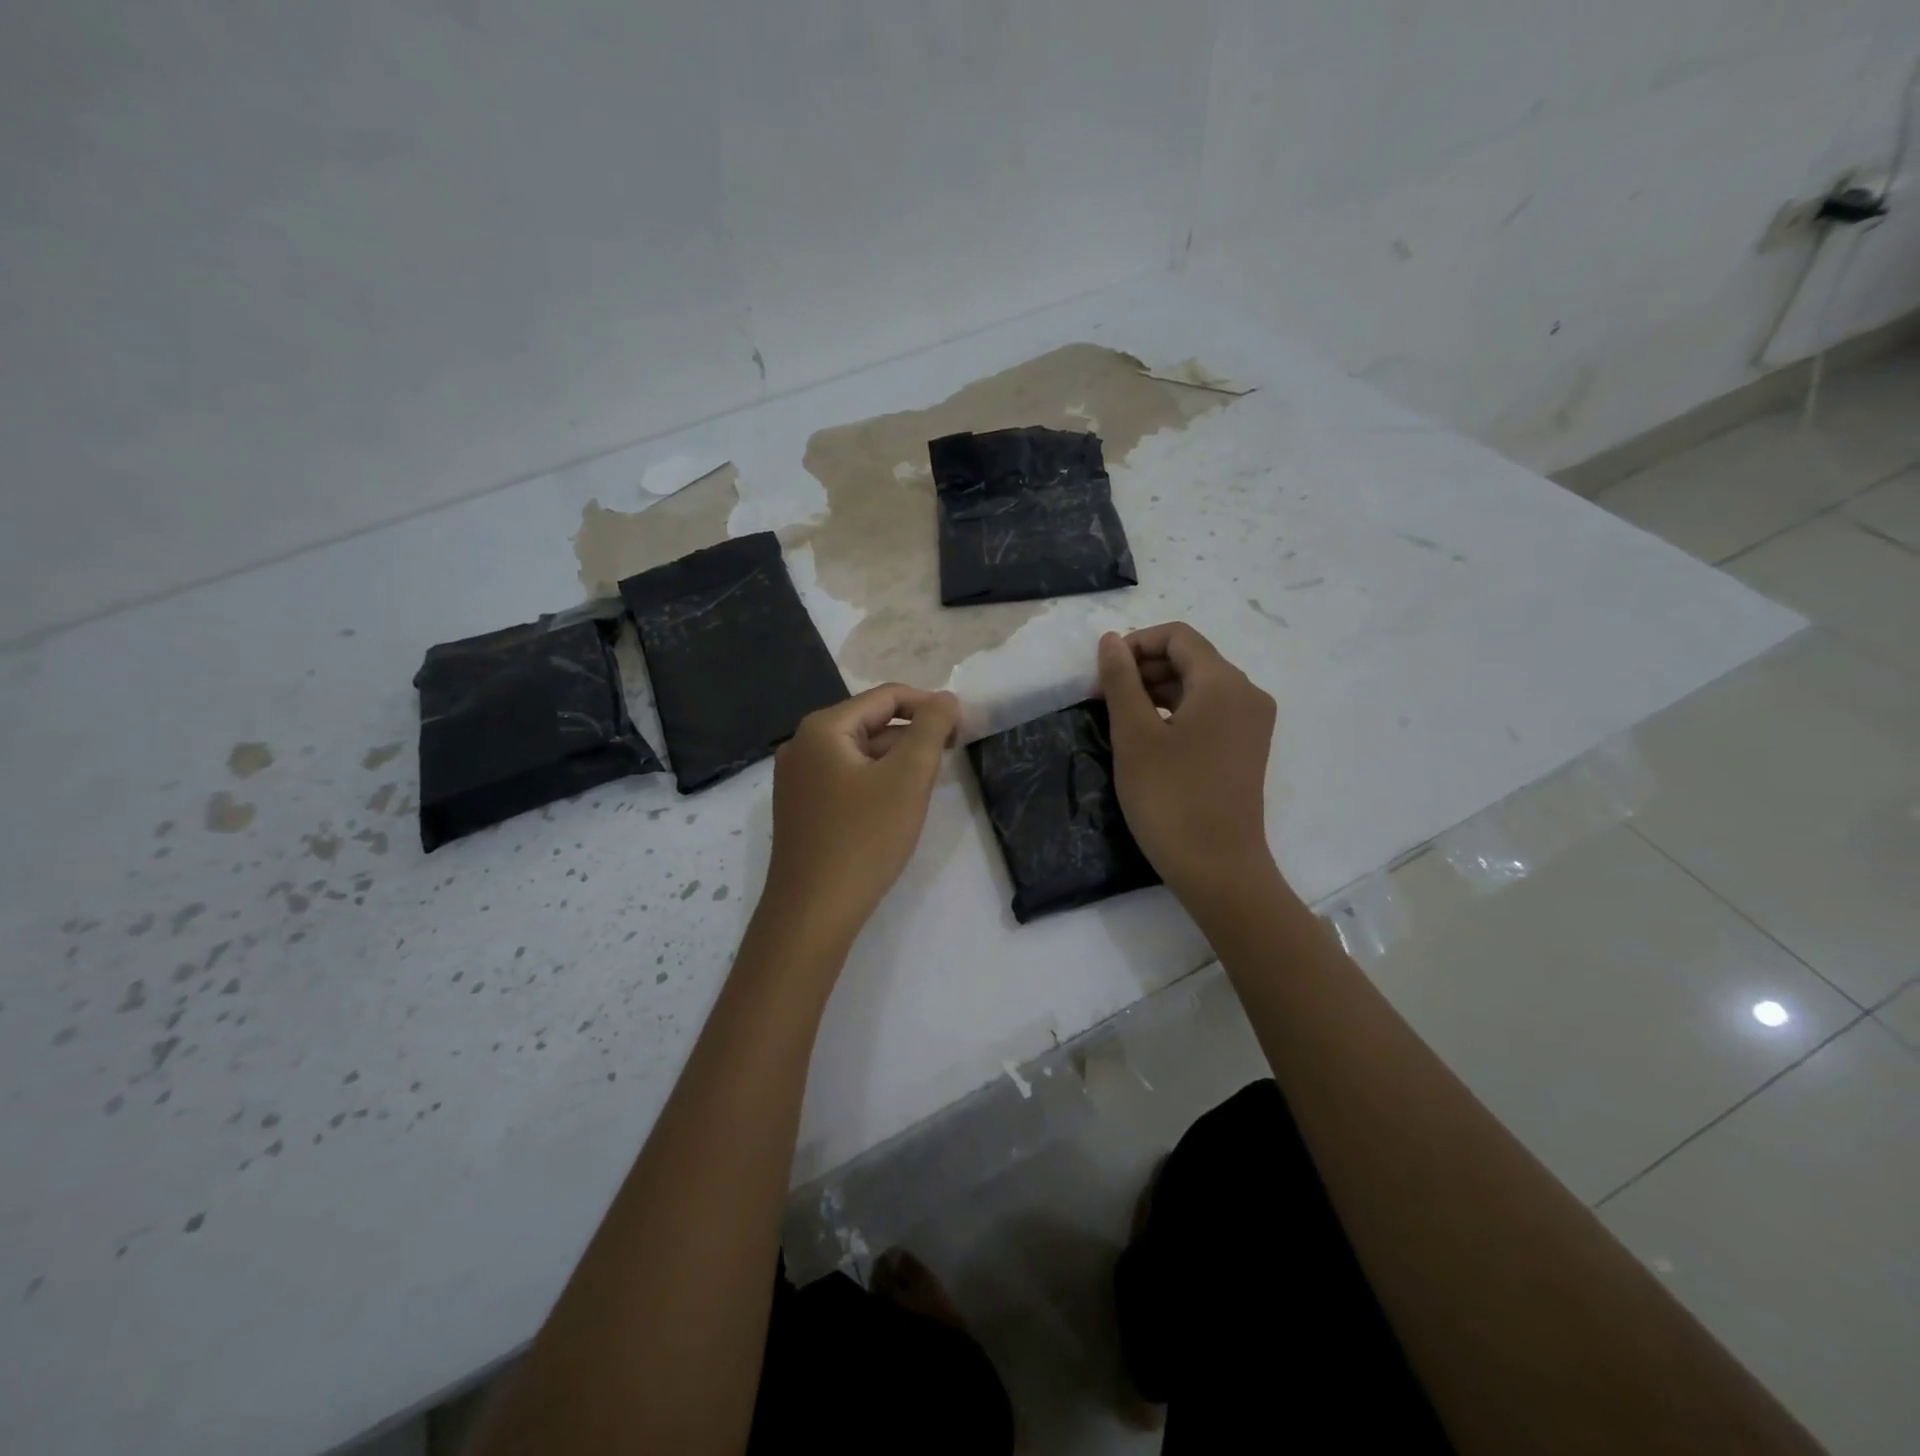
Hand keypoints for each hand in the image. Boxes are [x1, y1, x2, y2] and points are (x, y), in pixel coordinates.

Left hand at [760, 684, 960, 953]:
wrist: (812, 913)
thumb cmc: (864, 839)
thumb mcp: (908, 778)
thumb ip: (931, 729)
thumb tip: (946, 698)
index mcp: (823, 728)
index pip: (885, 696)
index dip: (929, 705)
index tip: (963, 727)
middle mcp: (802, 745)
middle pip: (870, 722)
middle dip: (913, 735)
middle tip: (951, 755)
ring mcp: (797, 779)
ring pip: (859, 753)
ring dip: (897, 759)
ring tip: (930, 781)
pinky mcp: (801, 808)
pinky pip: (846, 778)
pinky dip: (876, 781)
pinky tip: (898, 804)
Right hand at [1097, 624, 1277, 905]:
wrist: (1218, 869)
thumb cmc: (1170, 798)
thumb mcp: (1134, 735)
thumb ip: (1121, 681)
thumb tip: (1111, 640)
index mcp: (1223, 683)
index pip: (1177, 637)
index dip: (1135, 644)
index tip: (1102, 674)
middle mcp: (1246, 694)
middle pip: (1190, 659)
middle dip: (1143, 668)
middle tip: (1103, 699)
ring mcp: (1251, 723)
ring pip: (1198, 686)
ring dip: (1156, 691)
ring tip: (1119, 719)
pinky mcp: (1246, 749)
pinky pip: (1209, 712)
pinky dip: (1176, 712)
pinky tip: (1148, 738)